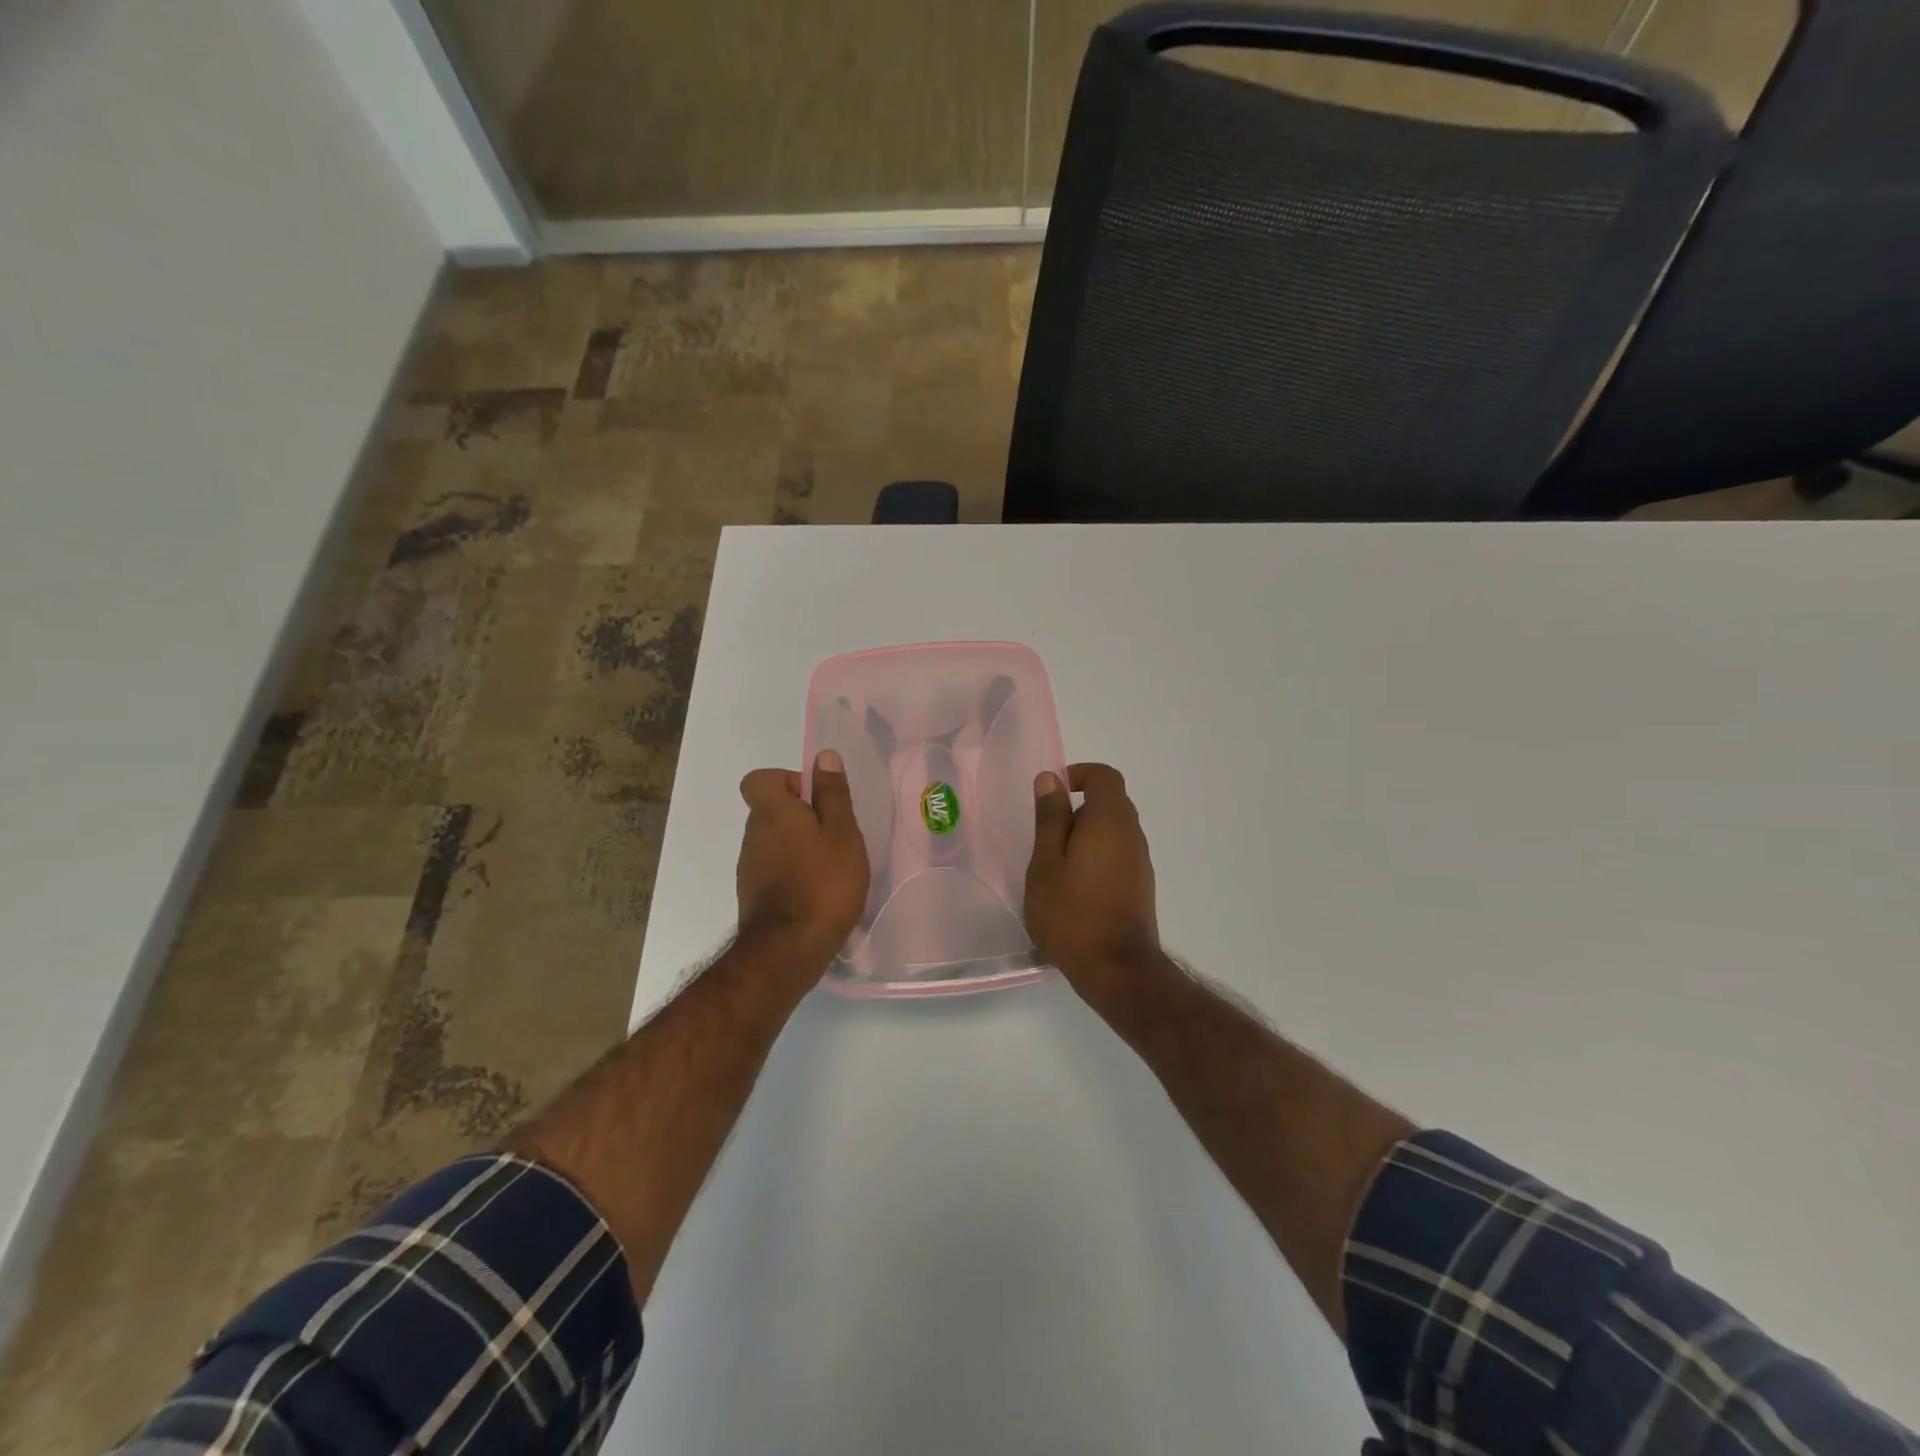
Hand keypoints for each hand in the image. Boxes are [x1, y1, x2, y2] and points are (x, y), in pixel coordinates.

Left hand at [736, 751, 869, 967]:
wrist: (788, 951)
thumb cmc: (823, 883)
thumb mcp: (842, 833)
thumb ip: (833, 794)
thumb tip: (823, 756)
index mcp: (772, 812)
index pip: (760, 779)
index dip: (788, 781)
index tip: (816, 801)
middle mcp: (753, 835)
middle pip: (771, 811)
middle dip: (802, 817)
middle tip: (836, 838)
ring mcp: (749, 868)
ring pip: (774, 842)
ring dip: (799, 847)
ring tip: (832, 869)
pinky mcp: (753, 896)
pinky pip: (774, 870)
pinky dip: (793, 874)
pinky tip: (818, 894)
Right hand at [1026, 763, 1161, 1007]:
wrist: (1116, 970)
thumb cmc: (1071, 913)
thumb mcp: (1046, 863)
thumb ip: (1050, 818)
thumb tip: (1051, 779)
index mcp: (1110, 821)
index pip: (1105, 777)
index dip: (1080, 775)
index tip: (1054, 793)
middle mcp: (1132, 835)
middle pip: (1111, 802)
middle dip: (1078, 809)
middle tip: (1047, 836)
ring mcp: (1141, 862)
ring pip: (1114, 831)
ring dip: (1086, 836)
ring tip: (1056, 866)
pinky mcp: (1141, 886)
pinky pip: (1118, 854)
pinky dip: (1097, 856)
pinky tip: (1074, 888)